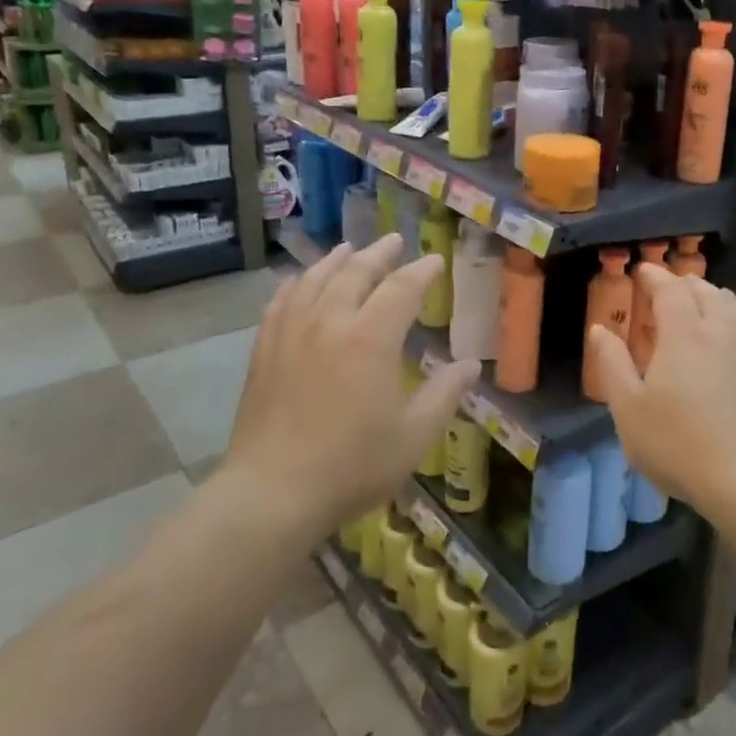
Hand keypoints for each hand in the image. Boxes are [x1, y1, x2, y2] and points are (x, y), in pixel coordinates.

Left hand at [226, 234, 478, 536]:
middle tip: (394, 242)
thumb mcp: (414, 436)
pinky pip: (280, 302)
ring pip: (315, 280)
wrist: (272, 494)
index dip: (421, 271)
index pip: (401, 288)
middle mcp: (330, 323)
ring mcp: (291, 334)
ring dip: (336, 260)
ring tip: (348, 249)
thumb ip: (445, 394)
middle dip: (379, 254)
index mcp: (371, 338)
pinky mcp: (264, 351)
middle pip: (355, 272)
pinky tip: (299, 281)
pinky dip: (295, 283)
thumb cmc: (352, 466)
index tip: (435, 261)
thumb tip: (471, 364)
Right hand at [586, 265, 735, 515]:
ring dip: (710, 297)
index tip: (642, 271)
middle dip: (682, 284)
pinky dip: (732, 318)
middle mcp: (722, 329)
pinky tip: (728, 338)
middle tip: (664, 292)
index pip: (669, 288)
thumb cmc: (678, 444)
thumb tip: (599, 329)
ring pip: (732, 304)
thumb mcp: (629, 409)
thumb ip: (612, 363)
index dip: (654, 276)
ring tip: (697, 307)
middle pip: (704, 290)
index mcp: (685, 332)